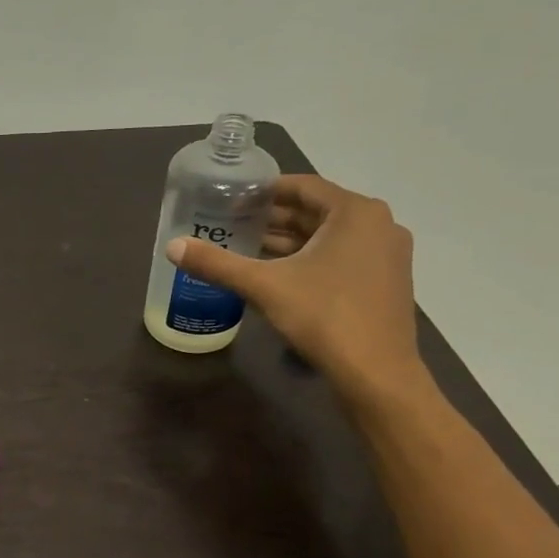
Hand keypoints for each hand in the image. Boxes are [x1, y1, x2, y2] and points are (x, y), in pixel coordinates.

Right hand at [166, 174, 428, 408]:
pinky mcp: (385, 280)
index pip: (303, 186)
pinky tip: (278, 274)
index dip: (265, 190)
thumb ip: (217, 264)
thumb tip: (172, 247)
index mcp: (355, 212)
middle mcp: (378, 223)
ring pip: (329, 236)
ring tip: (248, 247)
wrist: (375, 372)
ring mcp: (386, 254)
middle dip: (274, 217)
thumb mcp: (263, 286)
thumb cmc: (324, 316)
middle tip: (233, 223)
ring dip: (290, 240)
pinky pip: (341, 256)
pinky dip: (309, 258)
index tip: (233, 198)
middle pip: (316, 211)